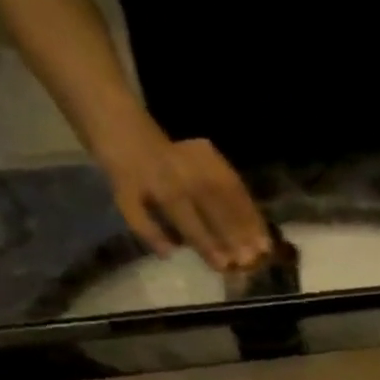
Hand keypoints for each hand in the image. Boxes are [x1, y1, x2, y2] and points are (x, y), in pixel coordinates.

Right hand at [99, 127, 270, 271]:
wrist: (114, 115)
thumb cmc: (170, 152)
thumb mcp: (201, 165)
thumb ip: (223, 195)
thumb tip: (252, 237)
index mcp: (200, 157)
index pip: (231, 190)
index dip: (249, 220)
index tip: (265, 248)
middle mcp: (178, 165)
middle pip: (209, 200)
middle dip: (231, 233)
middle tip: (246, 262)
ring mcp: (148, 174)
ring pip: (178, 208)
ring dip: (202, 238)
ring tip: (221, 264)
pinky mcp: (121, 184)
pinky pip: (135, 211)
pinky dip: (151, 232)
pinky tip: (168, 253)